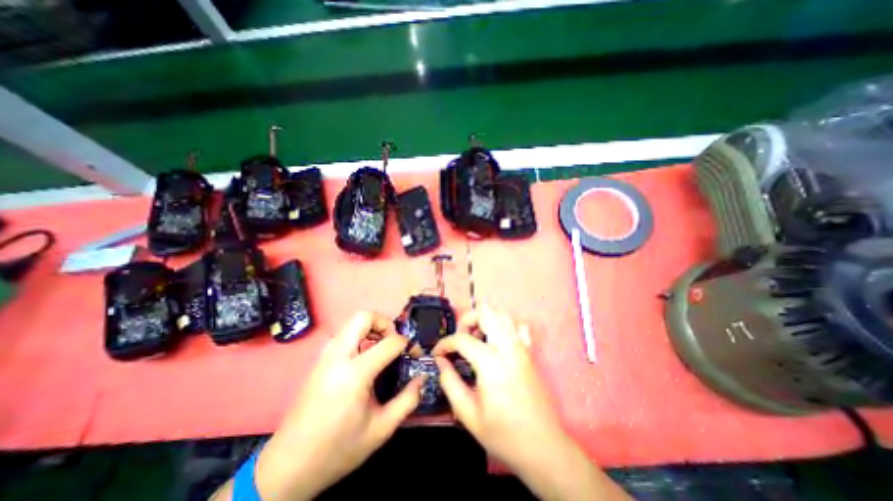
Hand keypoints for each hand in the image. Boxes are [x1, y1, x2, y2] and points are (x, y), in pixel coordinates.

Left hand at [253, 310, 422, 498]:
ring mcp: (325, 356)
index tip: (414, 353)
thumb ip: (407, 400)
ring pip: (351, 323)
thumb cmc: (338, 448)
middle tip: (394, 341)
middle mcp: (338, 356)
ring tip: (382, 347)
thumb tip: (422, 378)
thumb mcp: (381, 429)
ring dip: (371, 328)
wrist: (288, 466)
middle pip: (363, 317)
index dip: (407, 344)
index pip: (389, 342)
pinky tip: (365, 357)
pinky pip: (344, 334)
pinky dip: (359, 336)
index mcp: (354, 374)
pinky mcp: (320, 360)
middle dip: (384, 323)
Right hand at [431, 306, 625, 500]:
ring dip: (485, 319)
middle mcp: (508, 347)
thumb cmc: (503, 434)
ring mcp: (521, 347)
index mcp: (491, 362)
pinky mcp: (529, 352)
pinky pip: (518, 326)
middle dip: (467, 320)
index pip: (462, 339)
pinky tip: (497, 340)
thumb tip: (441, 362)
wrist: (543, 448)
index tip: (437, 354)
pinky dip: (505, 325)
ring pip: (502, 314)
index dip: (445, 344)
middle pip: (485, 313)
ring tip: (475, 337)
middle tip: (459, 339)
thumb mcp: (468, 413)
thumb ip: (450, 382)